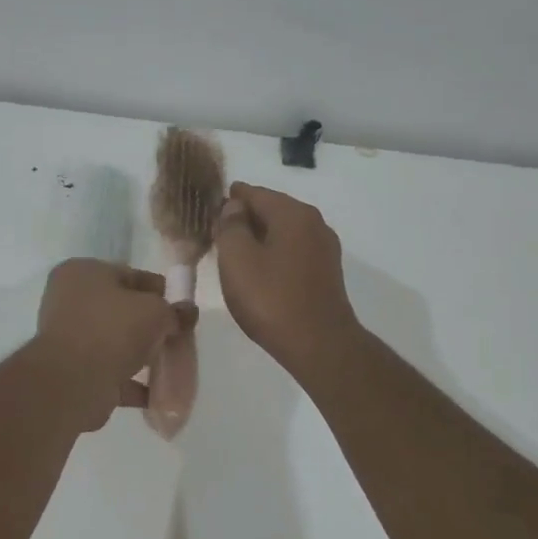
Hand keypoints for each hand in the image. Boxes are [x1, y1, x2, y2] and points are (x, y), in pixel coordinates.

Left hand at [31, 259, 196, 430]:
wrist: (73, 383)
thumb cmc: (112, 330)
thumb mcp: (155, 312)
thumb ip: (174, 311)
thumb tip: (188, 312)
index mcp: (81, 272)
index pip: (129, 274)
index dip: (158, 290)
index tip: (180, 308)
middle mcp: (68, 300)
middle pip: (120, 309)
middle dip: (149, 324)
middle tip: (175, 336)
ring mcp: (68, 338)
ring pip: (114, 342)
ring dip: (140, 354)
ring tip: (169, 365)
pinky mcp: (72, 371)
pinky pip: (109, 371)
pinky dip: (131, 382)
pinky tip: (155, 392)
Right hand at [214, 183, 359, 375]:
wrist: (319, 344)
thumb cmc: (271, 299)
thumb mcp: (237, 258)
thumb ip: (231, 226)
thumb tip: (234, 207)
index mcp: (293, 214)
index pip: (255, 193)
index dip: (231, 198)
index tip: (211, 205)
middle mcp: (314, 223)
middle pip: (273, 210)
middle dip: (245, 217)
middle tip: (218, 230)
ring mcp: (324, 249)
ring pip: (284, 232)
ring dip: (260, 236)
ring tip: (234, 251)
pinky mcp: (326, 273)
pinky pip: (293, 251)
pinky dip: (274, 253)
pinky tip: (259, 270)